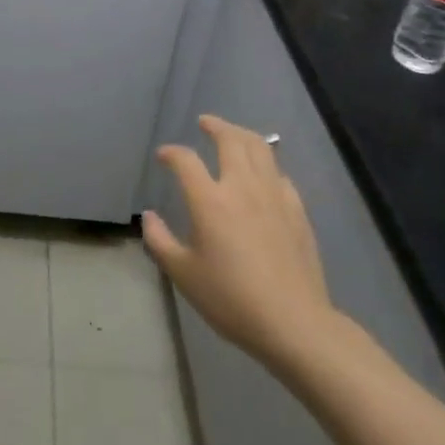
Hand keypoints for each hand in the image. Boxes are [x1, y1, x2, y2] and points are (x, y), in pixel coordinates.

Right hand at [143, 114, 341, 372]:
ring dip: (242, 134)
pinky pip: (279, 173)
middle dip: (215, 125)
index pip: (186, 160)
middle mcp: (242, 187)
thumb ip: (160, 241)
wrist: (293, 322)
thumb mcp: (184, 275)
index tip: (163, 156)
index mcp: (210, 200)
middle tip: (204, 122)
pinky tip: (263, 174)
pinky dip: (266, 164)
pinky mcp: (296, 209)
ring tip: (233, 134)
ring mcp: (273, 195)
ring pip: (260, 148)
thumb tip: (148, 216)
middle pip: (230, 139)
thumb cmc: (231, 300)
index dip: (171, 153)